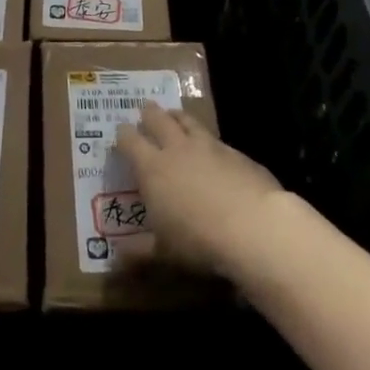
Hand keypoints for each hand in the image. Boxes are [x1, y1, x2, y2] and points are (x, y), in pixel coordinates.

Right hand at [113, 102, 286, 279]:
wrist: (254, 227)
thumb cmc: (199, 240)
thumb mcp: (163, 252)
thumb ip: (138, 251)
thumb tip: (115, 258)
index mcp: (152, 168)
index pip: (129, 140)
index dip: (122, 135)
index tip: (120, 135)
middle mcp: (177, 148)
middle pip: (157, 118)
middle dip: (149, 114)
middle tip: (145, 111)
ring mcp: (208, 146)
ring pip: (187, 120)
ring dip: (176, 116)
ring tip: (173, 116)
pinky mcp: (235, 152)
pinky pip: (215, 138)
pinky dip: (207, 139)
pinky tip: (211, 149)